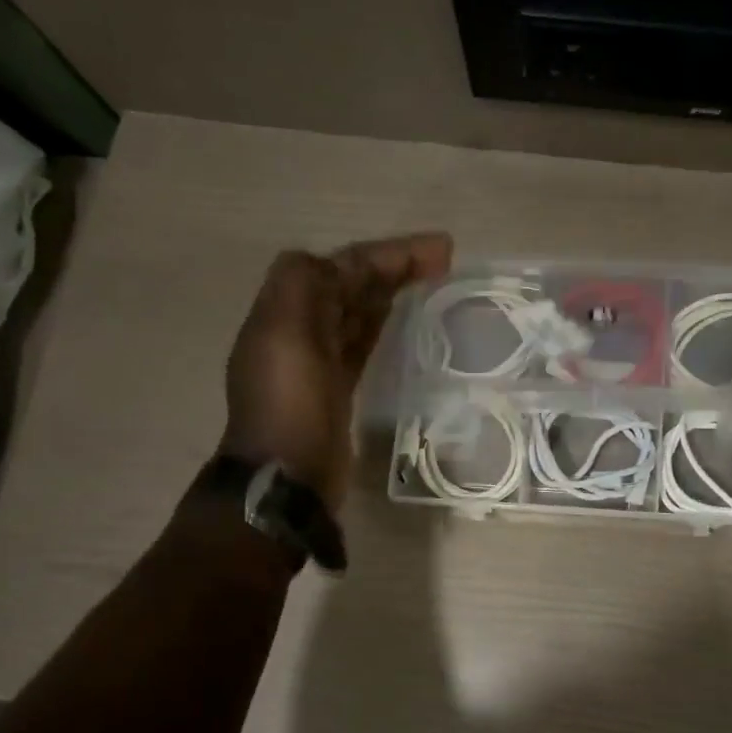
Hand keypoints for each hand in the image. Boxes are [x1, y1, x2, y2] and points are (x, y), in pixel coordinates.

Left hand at [221, 233, 451, 511]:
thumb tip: (340, 265)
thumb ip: (303, 286)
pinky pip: (362, 343)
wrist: (285, 481)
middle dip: (393, 267)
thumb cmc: (290, 407)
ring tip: (434, 282)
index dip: (387, 254)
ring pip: (358, 312)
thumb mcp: (285, 337)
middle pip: (350, 285)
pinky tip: (407, 323)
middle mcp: (300, 330)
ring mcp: (318, 361)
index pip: (341, 266)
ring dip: (391, 292)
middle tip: (445, 262)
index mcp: (286, 312)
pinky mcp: (336, 389)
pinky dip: (383, 325)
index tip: (439, 251)